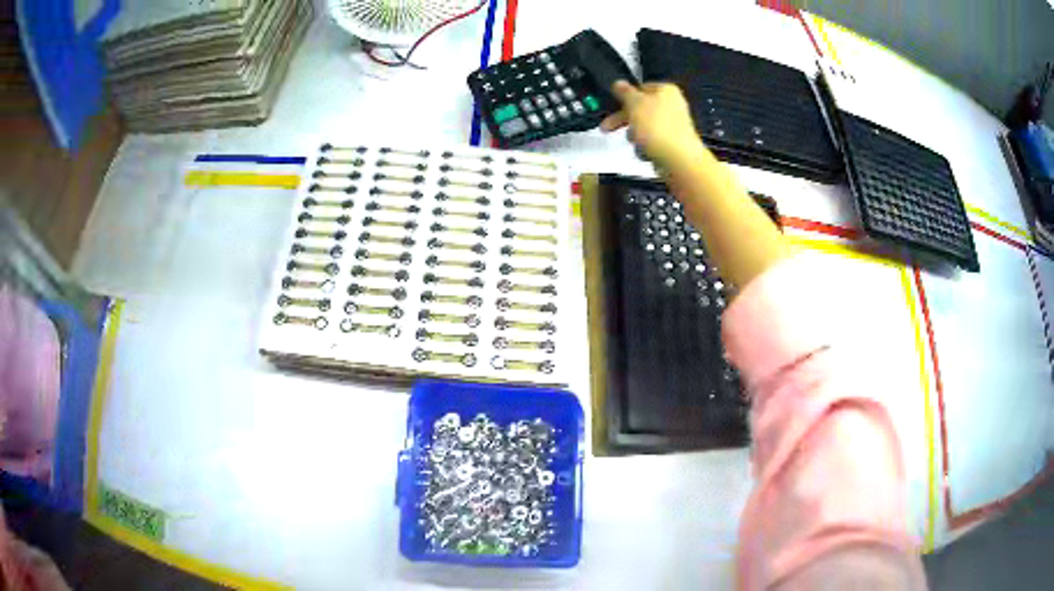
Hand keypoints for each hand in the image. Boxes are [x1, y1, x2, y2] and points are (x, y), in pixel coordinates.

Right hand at [601, 81, 705, 168]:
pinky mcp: (673, 143)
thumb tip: (618, 82)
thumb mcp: (634, 104)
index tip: (612, 106)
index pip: (640, 88)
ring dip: (635, 135)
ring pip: (645, 127)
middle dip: (624, 120)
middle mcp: (672, 105)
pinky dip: (646, 147)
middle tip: (607, 128)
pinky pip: (653, 142)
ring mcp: (674, 126)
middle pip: (641, 109)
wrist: (679, 160)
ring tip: (635, 142)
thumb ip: (624, 92)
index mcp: (666, 90)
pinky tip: (645, 152)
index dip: (624, 97)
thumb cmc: (656, 127)